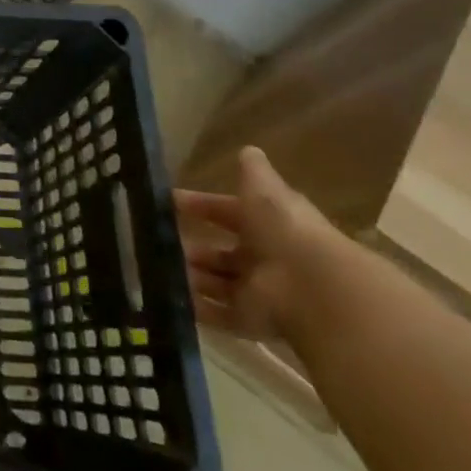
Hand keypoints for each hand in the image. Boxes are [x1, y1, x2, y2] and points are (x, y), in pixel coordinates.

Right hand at [175, 146, 335, 343]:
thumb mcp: (265, 191)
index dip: (201, 205)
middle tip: (158, 240)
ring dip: (190, 275)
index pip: (228, 212)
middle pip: (222, 253)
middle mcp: (265, 258)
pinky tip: (169, 295)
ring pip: (217, 282)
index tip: (168, 202)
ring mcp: (259, 291)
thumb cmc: (284, 230)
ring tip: (157, 267)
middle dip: (193, 247)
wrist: (314, 288)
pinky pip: (218, 313)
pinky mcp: (252, 320)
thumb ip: (254, 172)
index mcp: (268, 225)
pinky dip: (196, 306)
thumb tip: (249, 149)